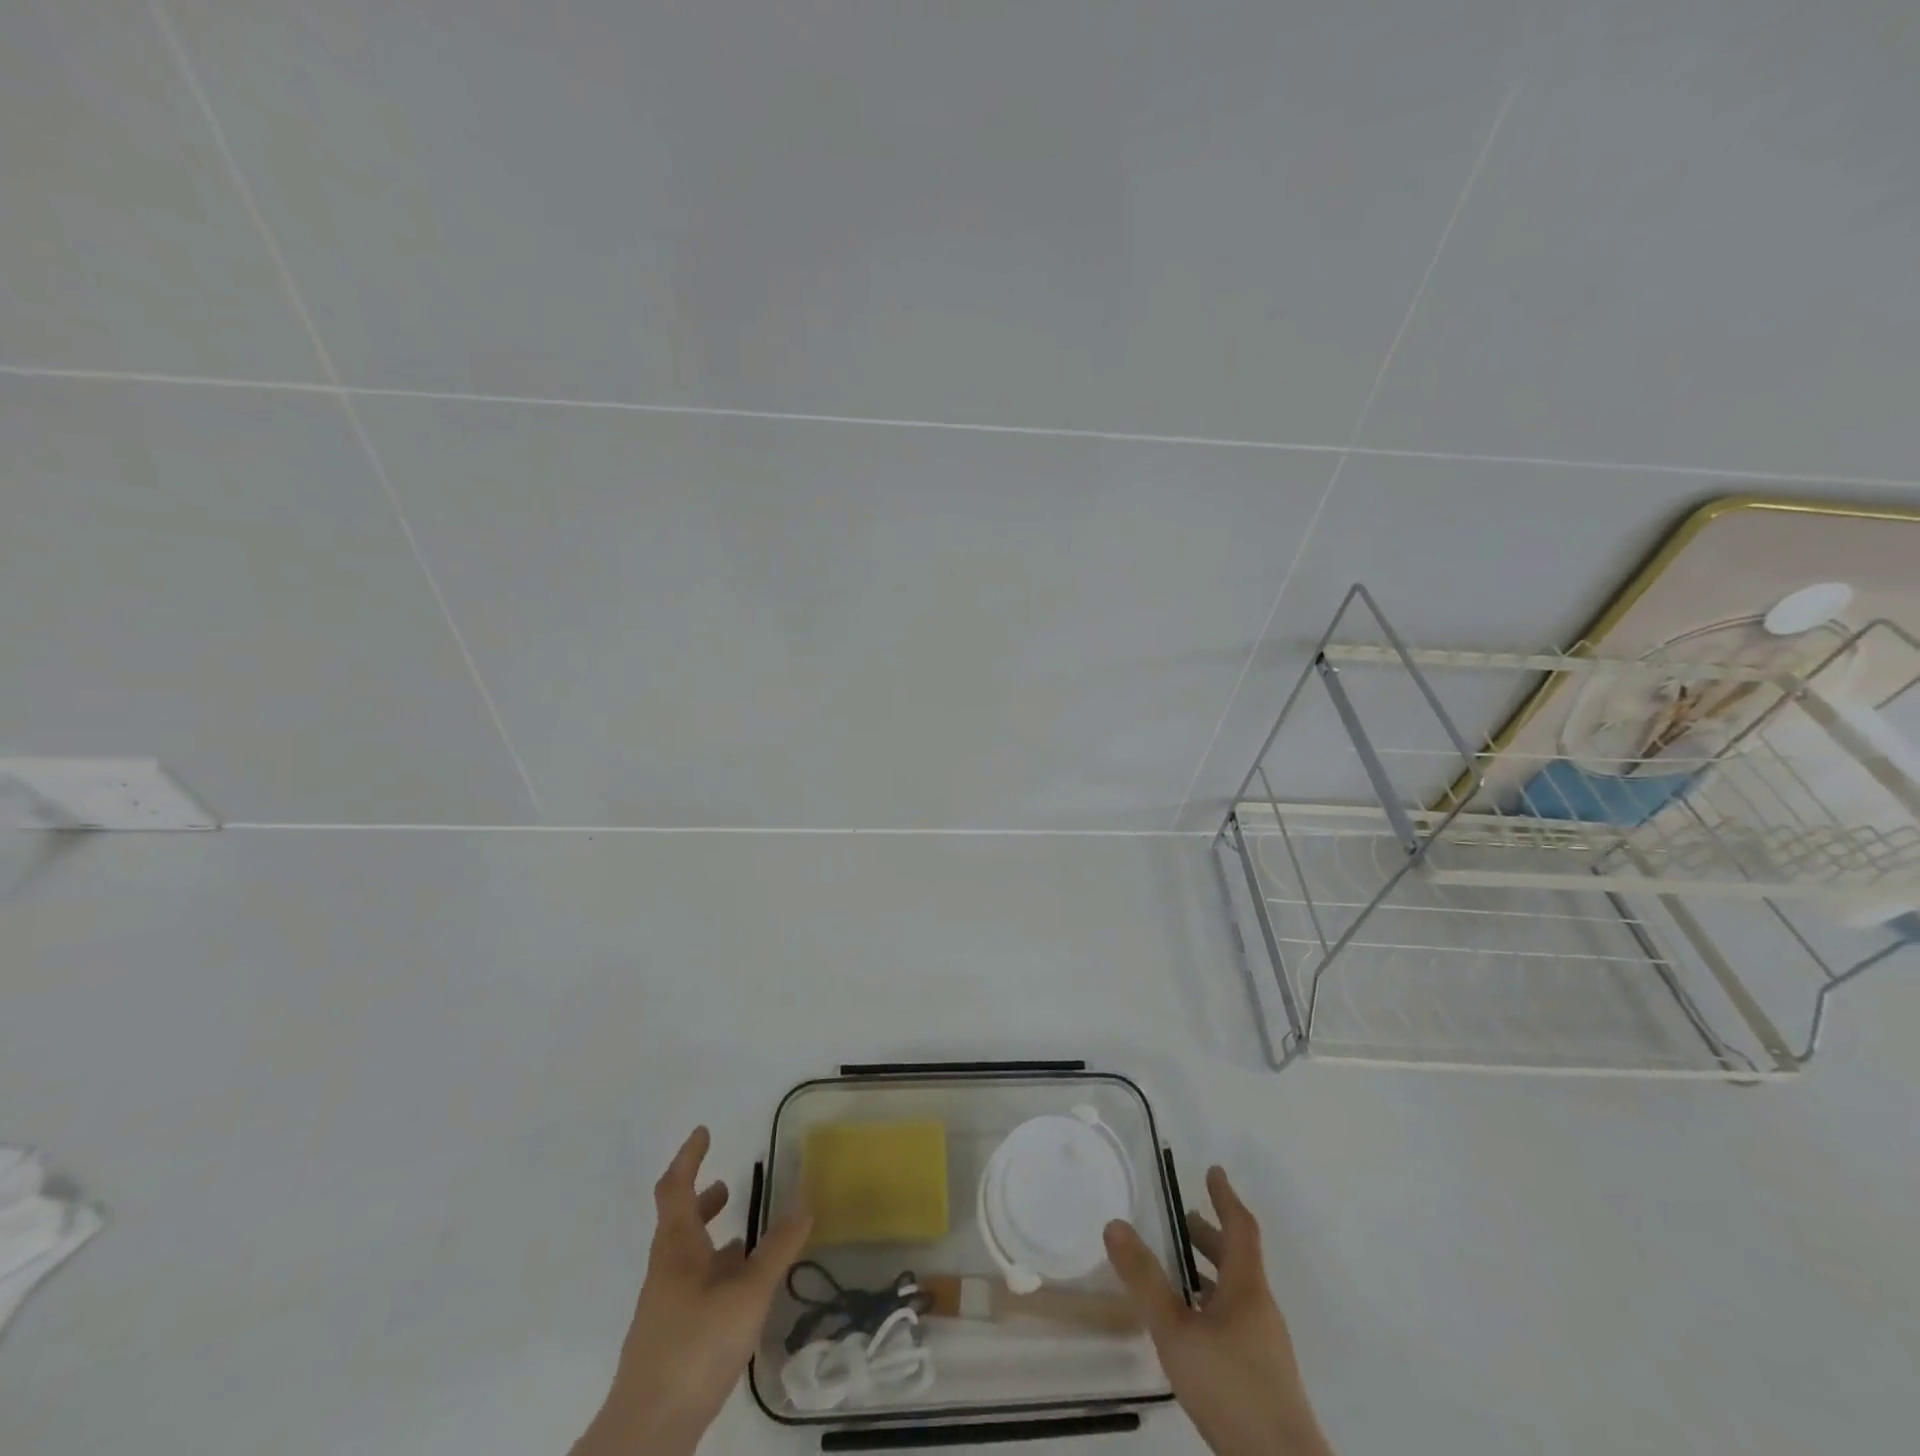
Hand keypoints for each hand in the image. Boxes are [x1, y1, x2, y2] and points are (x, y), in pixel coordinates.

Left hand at [573, 1127, 811, 1455]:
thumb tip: (805, 1200)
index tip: (704, 1132)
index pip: (676, 1187)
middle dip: (702, 1200)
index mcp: (676, 1248)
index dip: (688, 1157)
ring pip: (687, 1258)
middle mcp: (666, 1270)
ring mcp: (665, 1307)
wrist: (645, 1436)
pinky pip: (694, 1288)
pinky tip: (739, 1294)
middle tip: (727, 1184)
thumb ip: (777, 1249)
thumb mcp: (747, 1294)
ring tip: (744, 1237)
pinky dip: (716, 1274)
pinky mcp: (671, 1339)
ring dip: (711, 1238)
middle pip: (678, 1222)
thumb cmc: (694, 1349)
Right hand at [1105, 1167, 1331, 1455]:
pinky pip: (1234, 1320)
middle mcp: (1260, 1308)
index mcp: (1247, 1288)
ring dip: (1209, 1271)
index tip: (1213, 1170)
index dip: (1225, 1197)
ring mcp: (1264, 1345)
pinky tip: (1190, 1327)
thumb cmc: (1231, 1388)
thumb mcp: (1177, 1331)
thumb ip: (1145, 1280)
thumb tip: (1115, 1223)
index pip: (1240, 1228)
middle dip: (1210, 1235)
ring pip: (1235, 1292)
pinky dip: (1211, 1303)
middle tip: (1183, 1218)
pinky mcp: (1261, 1376)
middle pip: (1238, 1259)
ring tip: (1177, 1270)